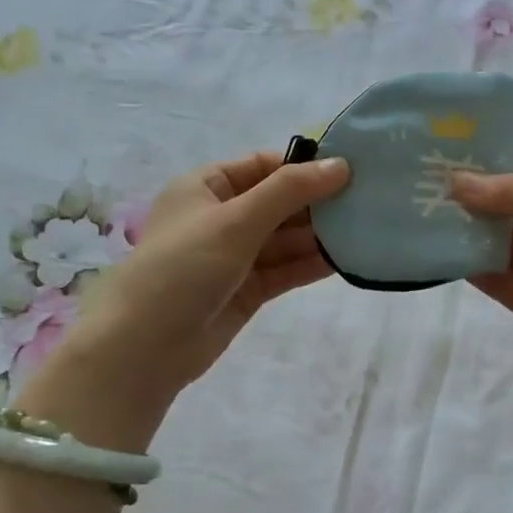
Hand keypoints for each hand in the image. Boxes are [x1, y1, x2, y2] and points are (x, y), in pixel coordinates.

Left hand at [16, 150, 348, 444]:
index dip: (304, 166)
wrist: (144, 347)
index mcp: (206, 187)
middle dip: (317, 203)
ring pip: (285, 239)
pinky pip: (285, 269)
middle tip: (368, 201)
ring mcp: (235, 256)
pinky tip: (344, 259)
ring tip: (365, 229)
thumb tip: (340, 165)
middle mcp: (221, 217)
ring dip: (318, 235)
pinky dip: (310, 264)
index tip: (350, 170)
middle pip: (278, 202)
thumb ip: (289, 192)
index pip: (263, 166)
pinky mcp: (247, 290)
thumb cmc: (183, 267)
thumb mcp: (236, 220)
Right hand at [453, 169, 512, 401]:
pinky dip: (478, 270)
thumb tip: (461, 181)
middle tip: (437, 194)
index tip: (460, 170)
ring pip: (509, 250)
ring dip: (477, 236)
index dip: (505, 175)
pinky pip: (504, 284)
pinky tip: (448, 256)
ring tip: (434, 221)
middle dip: (485, 205)